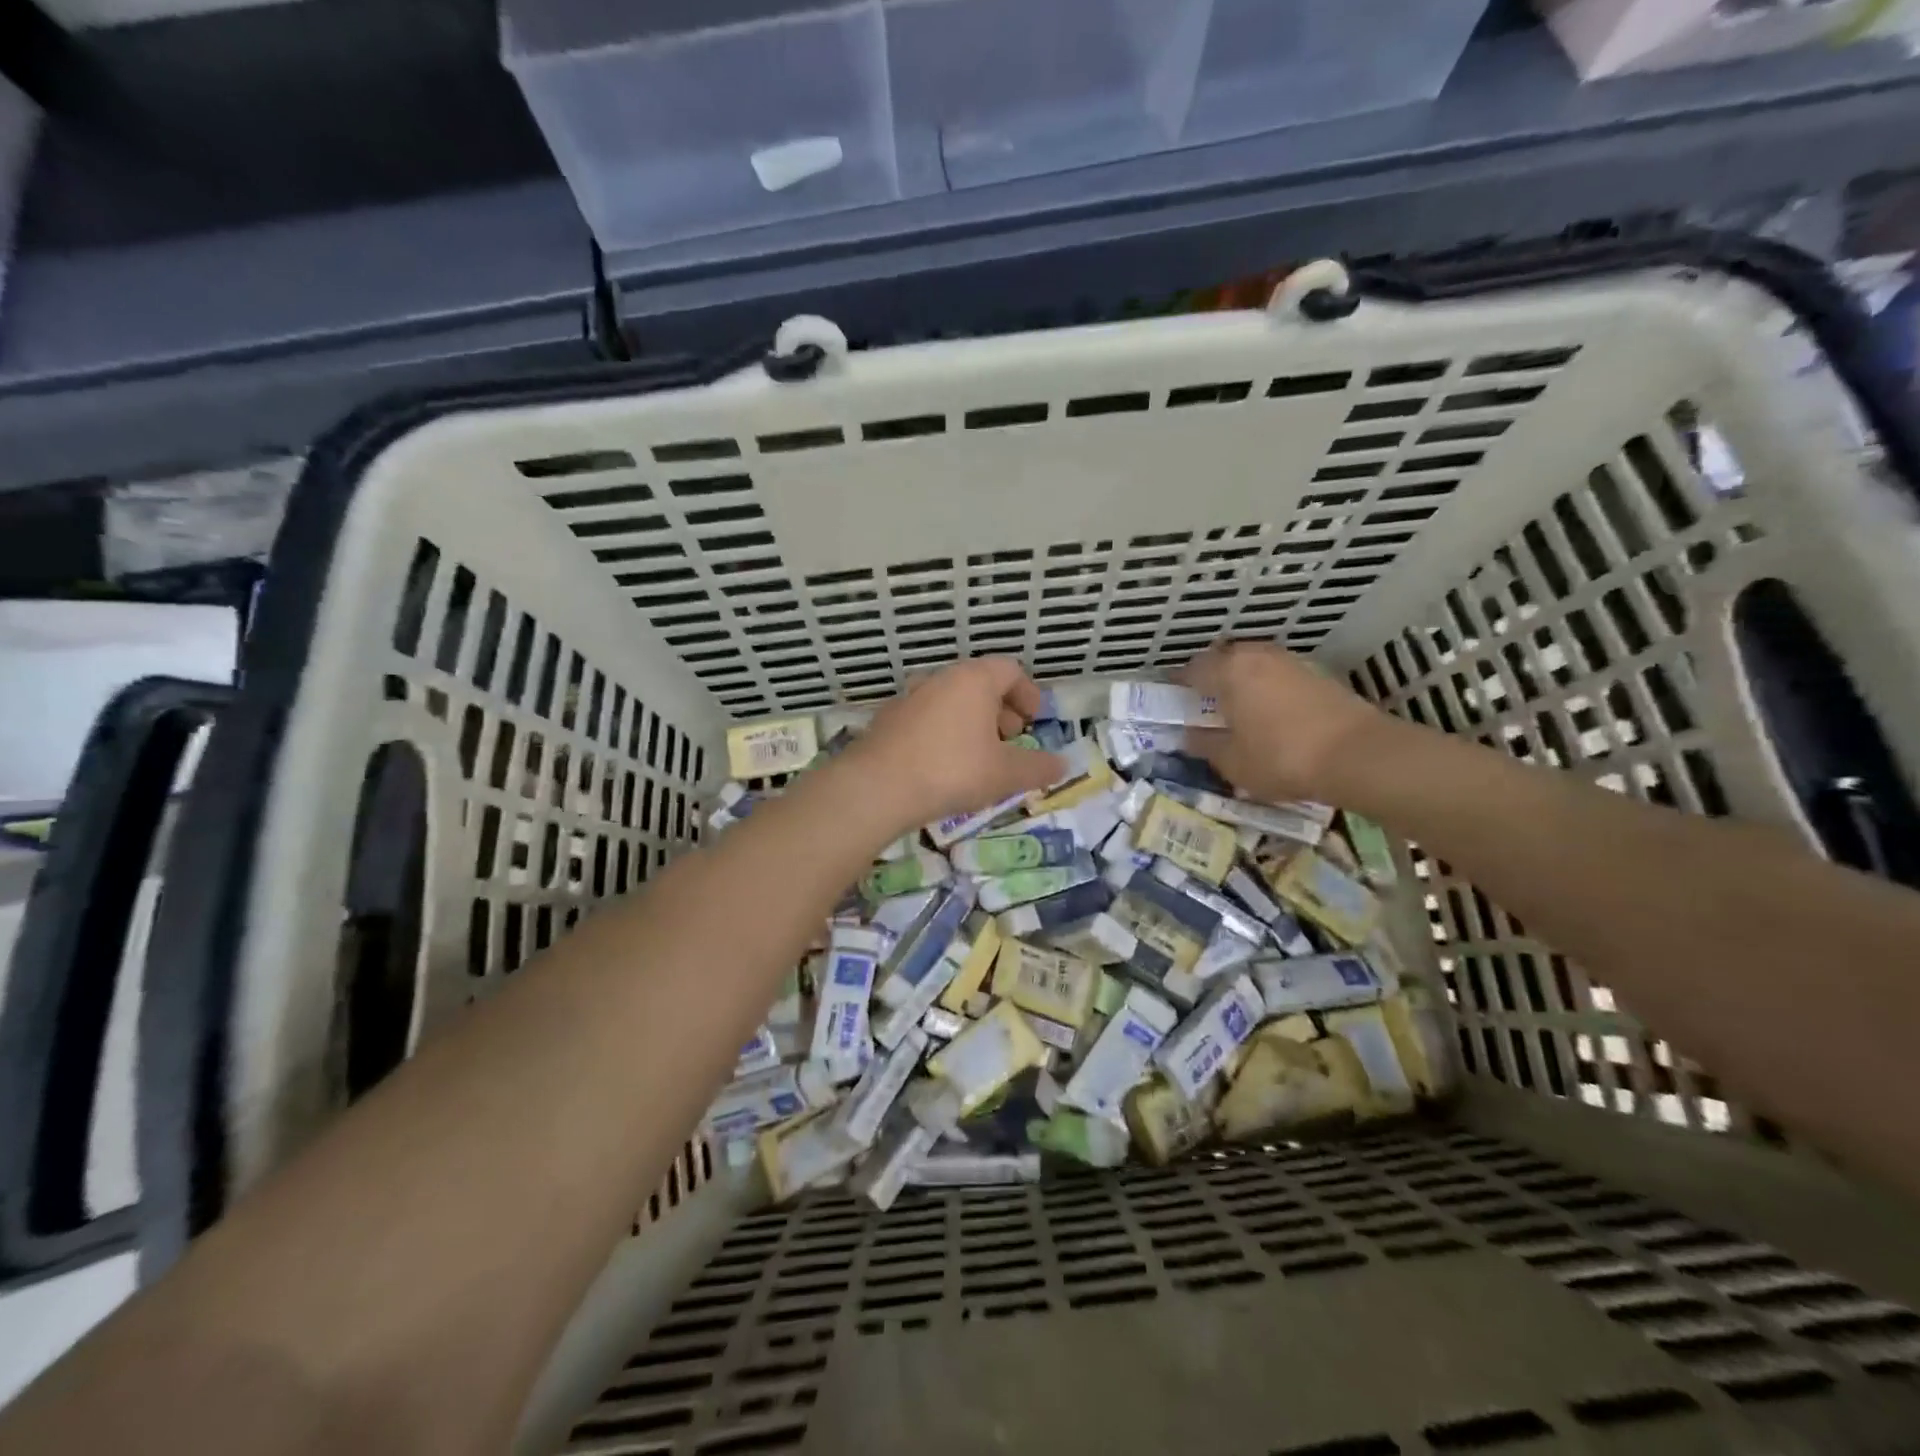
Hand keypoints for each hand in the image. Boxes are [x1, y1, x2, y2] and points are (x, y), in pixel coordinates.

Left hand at [842, 658, 1064, 832]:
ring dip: (970, 722)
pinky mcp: (887, 720)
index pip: (1010, 670)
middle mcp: (940, 679)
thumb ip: (1038, 767)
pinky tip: (942, 766)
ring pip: (950, 701)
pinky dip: (943, 733)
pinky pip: (926, 719)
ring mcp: (909, 697)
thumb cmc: (952, 771)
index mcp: (973, 679)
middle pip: (979, 683)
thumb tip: (1063, 765)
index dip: (1028, 694)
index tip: (1033, 722)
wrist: (877, 787)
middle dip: (1000, 710)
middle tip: (1010, 741)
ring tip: (978, 757)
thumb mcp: (1006, 774)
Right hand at [1181, 639, 1398, 802]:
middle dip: (1210, 677)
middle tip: (1203, 704)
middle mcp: (1256, 656)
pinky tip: (1268, 712)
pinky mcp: (1316, 674)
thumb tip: (1189, 735)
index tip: (1173, 702)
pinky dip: (1265, 687)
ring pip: (1252, 664)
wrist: (1358, 755)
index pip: (1192, 670)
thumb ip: (1205, 744)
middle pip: (1223, 659)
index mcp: (1228, 671)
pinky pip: (1276, 674)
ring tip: (1236, 708)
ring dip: (1240, 680)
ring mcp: (1289, 661)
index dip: (1178, 685)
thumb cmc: (1281, 757)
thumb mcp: (1232, 761)